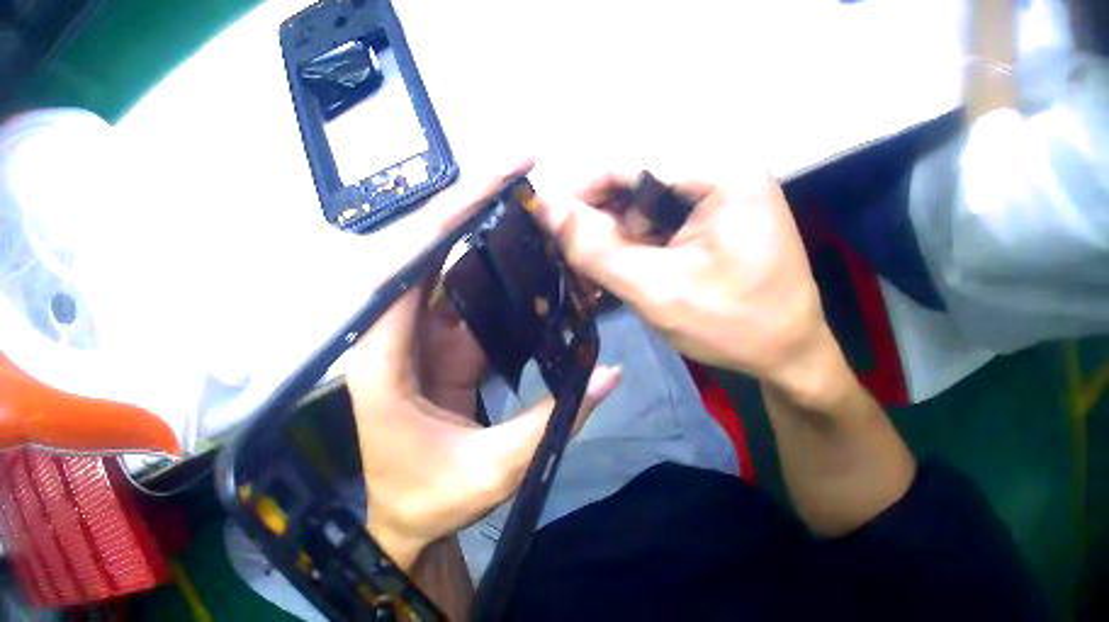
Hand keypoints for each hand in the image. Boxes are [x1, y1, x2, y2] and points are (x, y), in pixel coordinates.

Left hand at [344, 162, 621, 570]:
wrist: (407, 523)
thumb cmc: (430, 500)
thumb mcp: (492, 469)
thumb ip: (552, 420)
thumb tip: (610, 372)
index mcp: (380, 356)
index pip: (410, 265)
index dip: (454, 212)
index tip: (500, 175)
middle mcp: (387, 335)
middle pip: (426, 255)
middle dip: (473, 208)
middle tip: (524, 170)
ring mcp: (411, 341)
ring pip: (448, 274)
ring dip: (489, 241)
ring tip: (536, 209)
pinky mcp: (433, 351)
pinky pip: (464, 306)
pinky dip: (497, 285)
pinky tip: (531, 264)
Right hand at [535, 168, 837, 402]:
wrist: (794, 351)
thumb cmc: (737, 327)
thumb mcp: (659, 292)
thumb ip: (595, 247)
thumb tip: (540, 203)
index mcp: (724, 171)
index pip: (631, 162)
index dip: (584, 192)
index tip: (550, 228)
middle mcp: (730, 161)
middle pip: (643, 173)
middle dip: (610, 216)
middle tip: (588, 261)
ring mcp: (734, 179)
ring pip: (654, 189)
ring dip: (629, 226)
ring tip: (618, 268)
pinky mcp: (733, 198)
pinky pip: (676, 202)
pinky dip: (653, 230)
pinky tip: (647, 260)